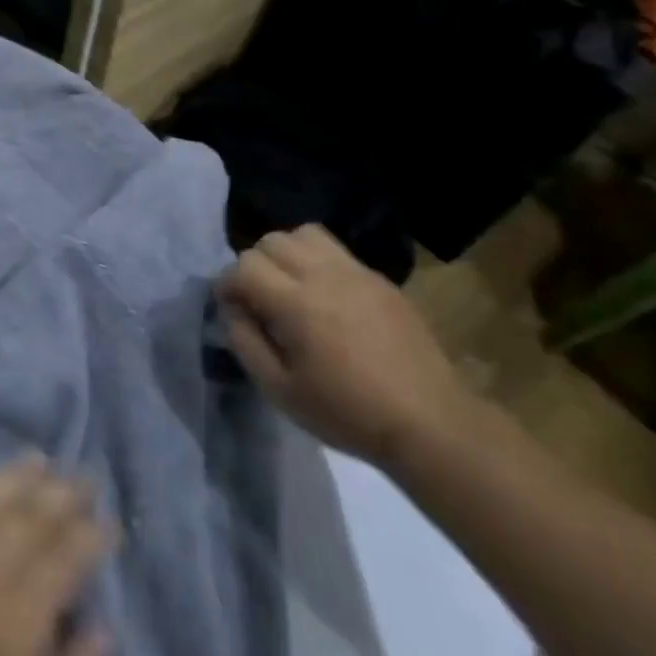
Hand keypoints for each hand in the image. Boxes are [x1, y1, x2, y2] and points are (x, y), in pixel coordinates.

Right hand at [216, 225, 476, 468]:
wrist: (428, 421)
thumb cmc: (346, 412)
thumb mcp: (279, 390)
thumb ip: (245, 342)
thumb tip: (233, 310)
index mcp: (297, 304)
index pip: (244, 265)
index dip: (227, 285)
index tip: (231, 310)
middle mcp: (325, 276)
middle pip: (272, 241)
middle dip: (254, 265)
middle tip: (258, 300)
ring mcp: (357, 273)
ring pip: (304, 234)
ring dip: (286, 254)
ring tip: (289, 288)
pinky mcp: (380, 280)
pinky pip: (336, 251)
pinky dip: (317, 262)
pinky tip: (325, 298)